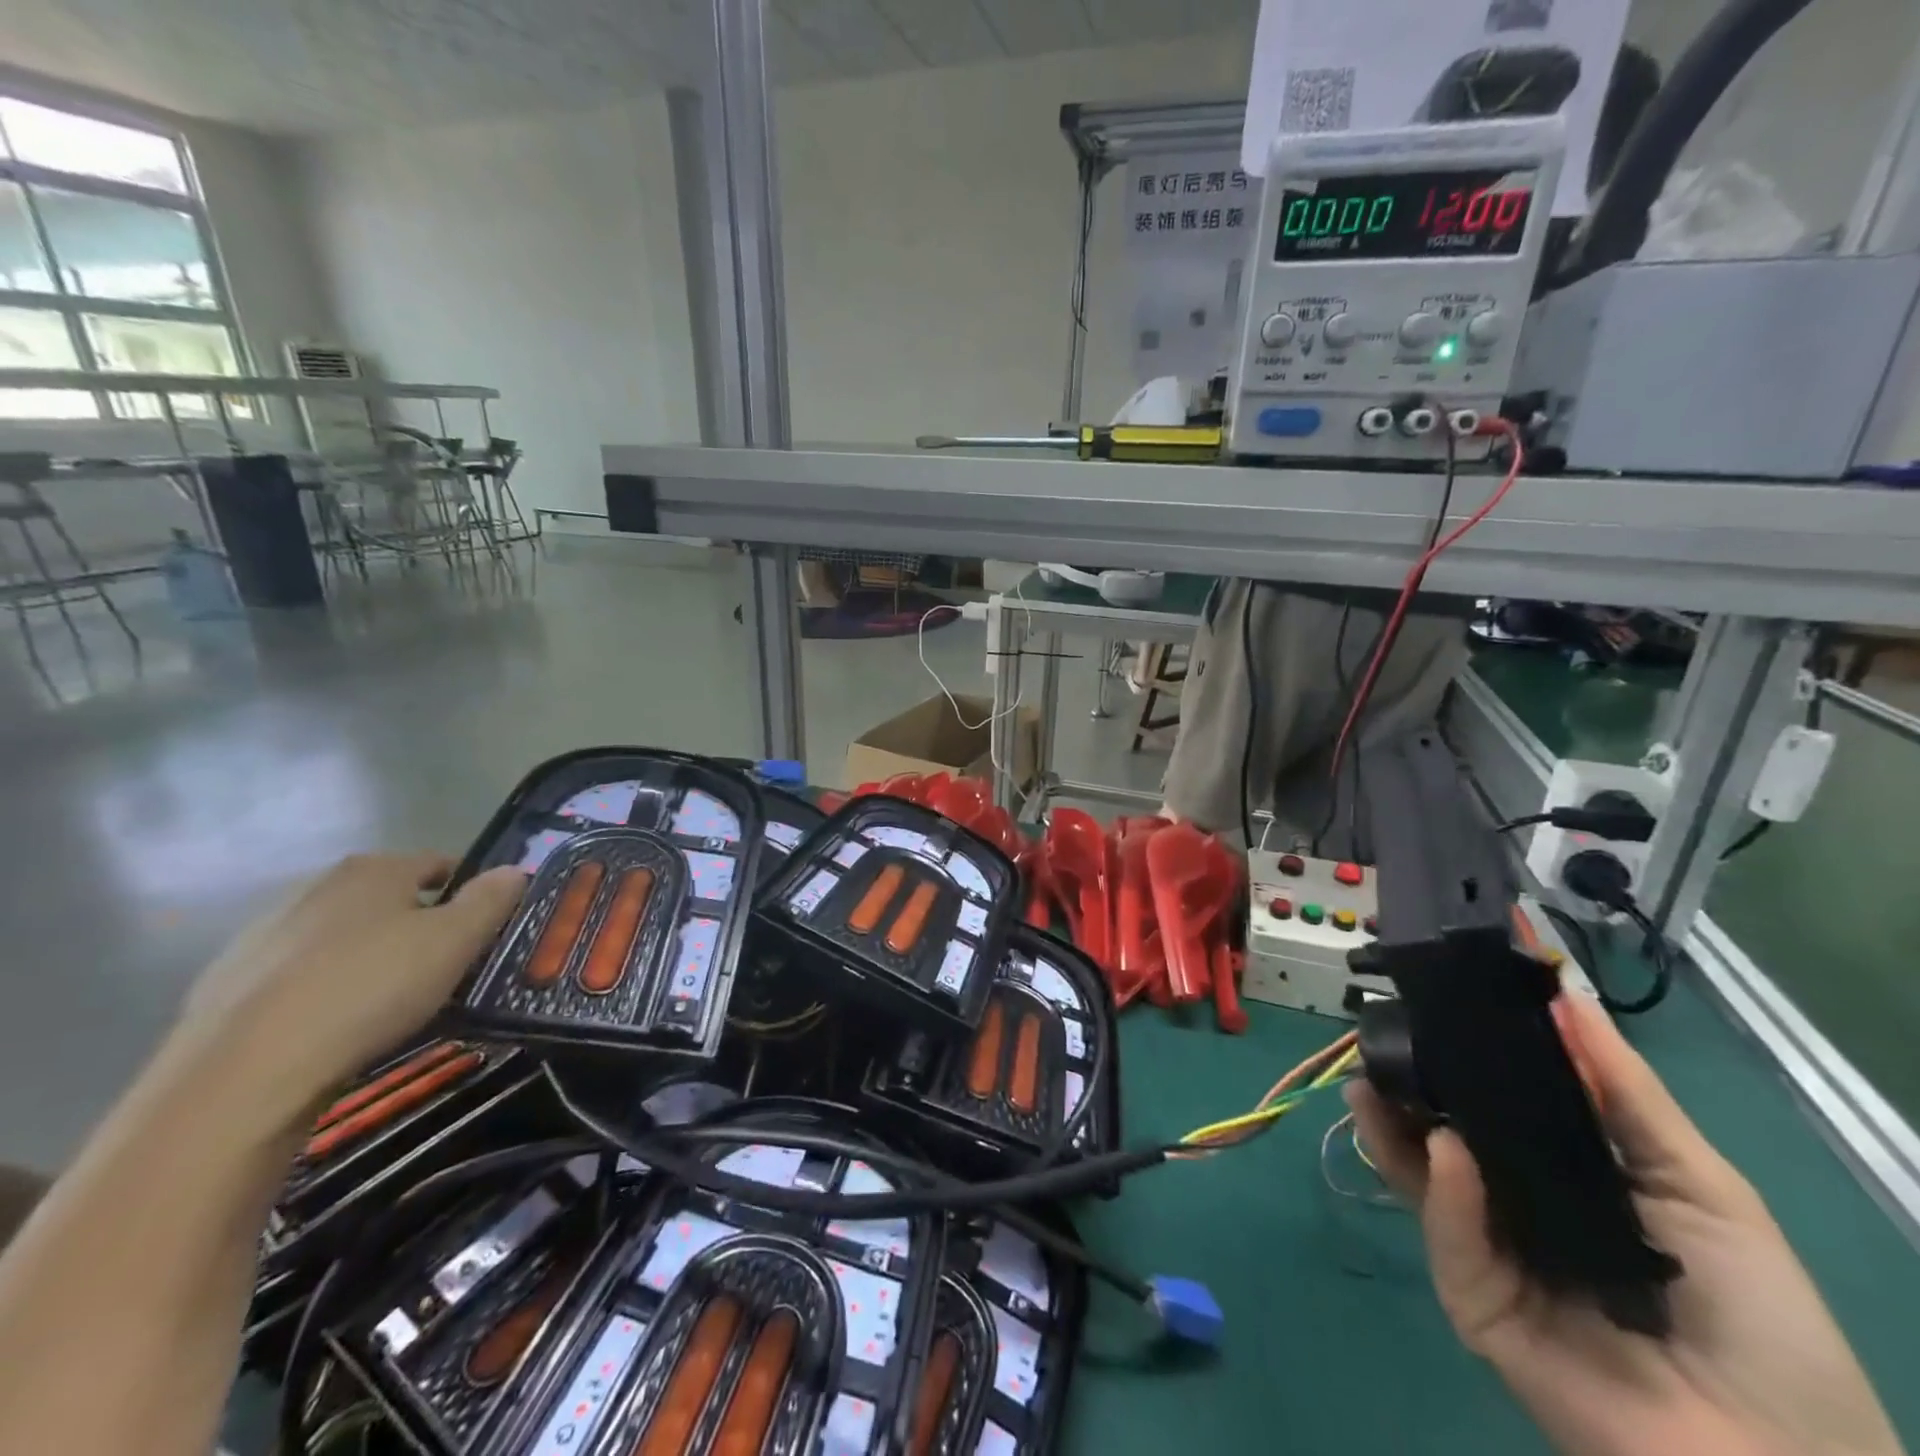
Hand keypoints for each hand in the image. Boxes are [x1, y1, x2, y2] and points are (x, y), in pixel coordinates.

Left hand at [170, 854, 525, 1128]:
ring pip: (339, 935)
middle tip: (442, 967)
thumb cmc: (369, 990)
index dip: (467, 890)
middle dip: (416, 923)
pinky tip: (332, 1025)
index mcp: (374, 870)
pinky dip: (320, 988)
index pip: (438, 864)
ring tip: (387, 1002)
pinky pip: (296, 974)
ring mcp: (263, 933)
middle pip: (386, 898)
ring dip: (366, 955)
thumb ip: (490, 901)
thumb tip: (513, 870)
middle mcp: (317, 887)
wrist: (242, 1073)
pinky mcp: (225, 982)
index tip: (483, 927)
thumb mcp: (455, 942)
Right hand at [1348, 992, 1902, 1455]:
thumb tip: (1566, 999)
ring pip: (1423, 1179)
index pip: (1494, 1109)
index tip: (1430, 1011)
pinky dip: (1442, 1192)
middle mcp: (1513, 1207)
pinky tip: (1446, 1153)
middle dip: (1406, 1090)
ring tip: (1369, 1084)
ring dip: (1391, 1129)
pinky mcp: (1473, 1299)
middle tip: (1378, 1043)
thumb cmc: (1754, 1317)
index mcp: (1560, 1177)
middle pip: (1443, 1137)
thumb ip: (1626, 1093)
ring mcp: (1488, 1254)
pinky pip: (1449, 1235)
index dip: (1462, 1062)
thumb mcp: (1701, 1185)